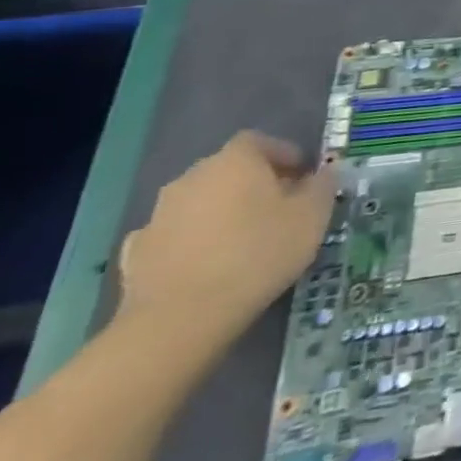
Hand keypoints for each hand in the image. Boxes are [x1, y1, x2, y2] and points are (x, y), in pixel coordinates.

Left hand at [116, 132, 336, 352]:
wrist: (180, 318)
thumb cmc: (258, 254)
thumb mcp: (312, 217)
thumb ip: (323, 186)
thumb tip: (324, 172)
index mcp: (235, 161)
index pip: (259, 141)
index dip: (283, 154)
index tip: (302, 176)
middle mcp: (192, 178)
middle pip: (227, 170)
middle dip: (253, 183)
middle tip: (278, 207)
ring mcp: (158, 215)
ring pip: (199, 201)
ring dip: (220, 211)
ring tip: (243, 240)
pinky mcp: (136, 253)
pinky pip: (172, 234)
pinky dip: (189, 241)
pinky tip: (204, 263)